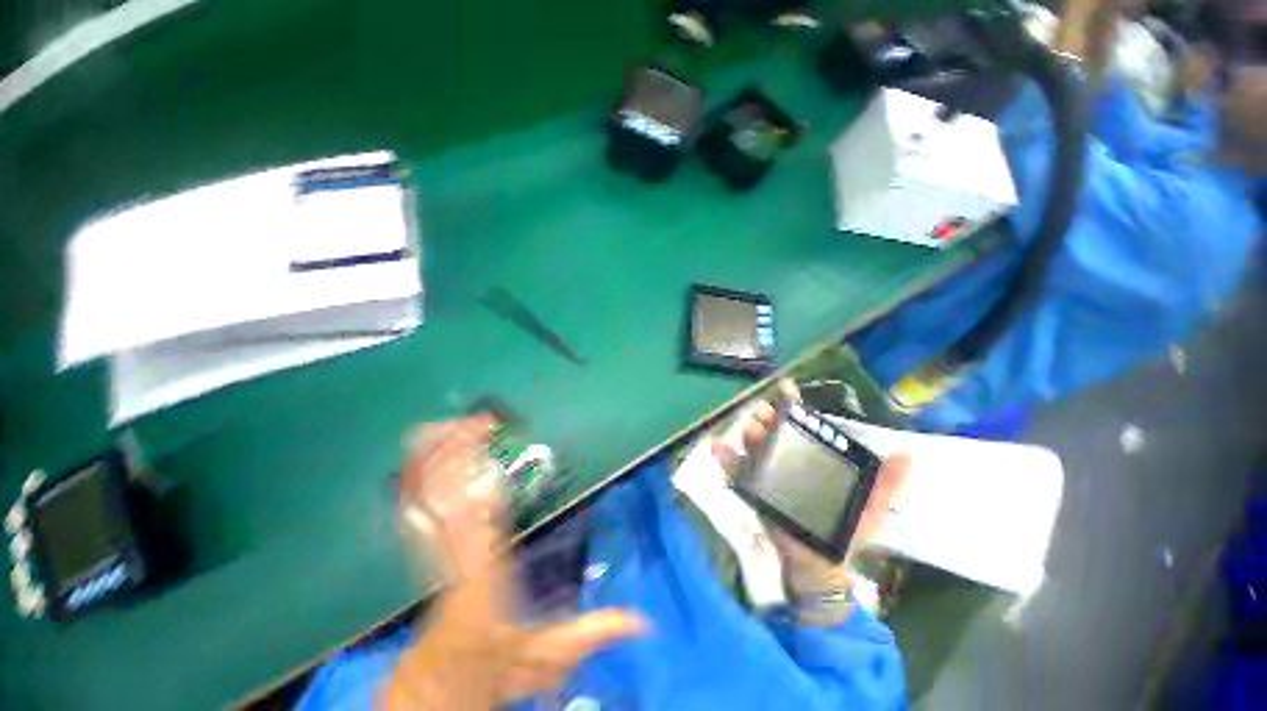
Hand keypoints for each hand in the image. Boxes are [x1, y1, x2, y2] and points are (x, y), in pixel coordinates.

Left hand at [384, 416, 647, 709]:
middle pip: (448, 496)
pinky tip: (427, 454)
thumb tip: (642, 619)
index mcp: (488, 570)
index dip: (483, 479)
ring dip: (437, 458)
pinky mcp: (428, 550)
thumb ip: (592, 632)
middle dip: (458, 454)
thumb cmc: (498, 664)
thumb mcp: (549, 655)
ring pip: (427, 497)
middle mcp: (457, 554)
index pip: (482, 517)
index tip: (493, 449)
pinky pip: (418, 507)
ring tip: (449, 424)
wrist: (445, 681)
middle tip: (479, 420)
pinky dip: (422, 477)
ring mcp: (436, 551)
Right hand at [709, 390, 909, 625]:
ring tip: (749, 430)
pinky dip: (725, 460)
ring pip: (756, 448)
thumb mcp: (870, 507)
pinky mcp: (754, 491)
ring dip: (749, 436)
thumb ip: (887, 484)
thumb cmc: (845, 532)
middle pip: (775, 434)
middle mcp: (789, 461)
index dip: (792, 411)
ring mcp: (769, 475)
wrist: (821, 564)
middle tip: (763, 414)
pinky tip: (717, 448)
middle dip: (768, 420)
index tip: (785, 394)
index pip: (801, 429)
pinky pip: (736, 472)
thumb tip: (908, 456)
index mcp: (813, 460)